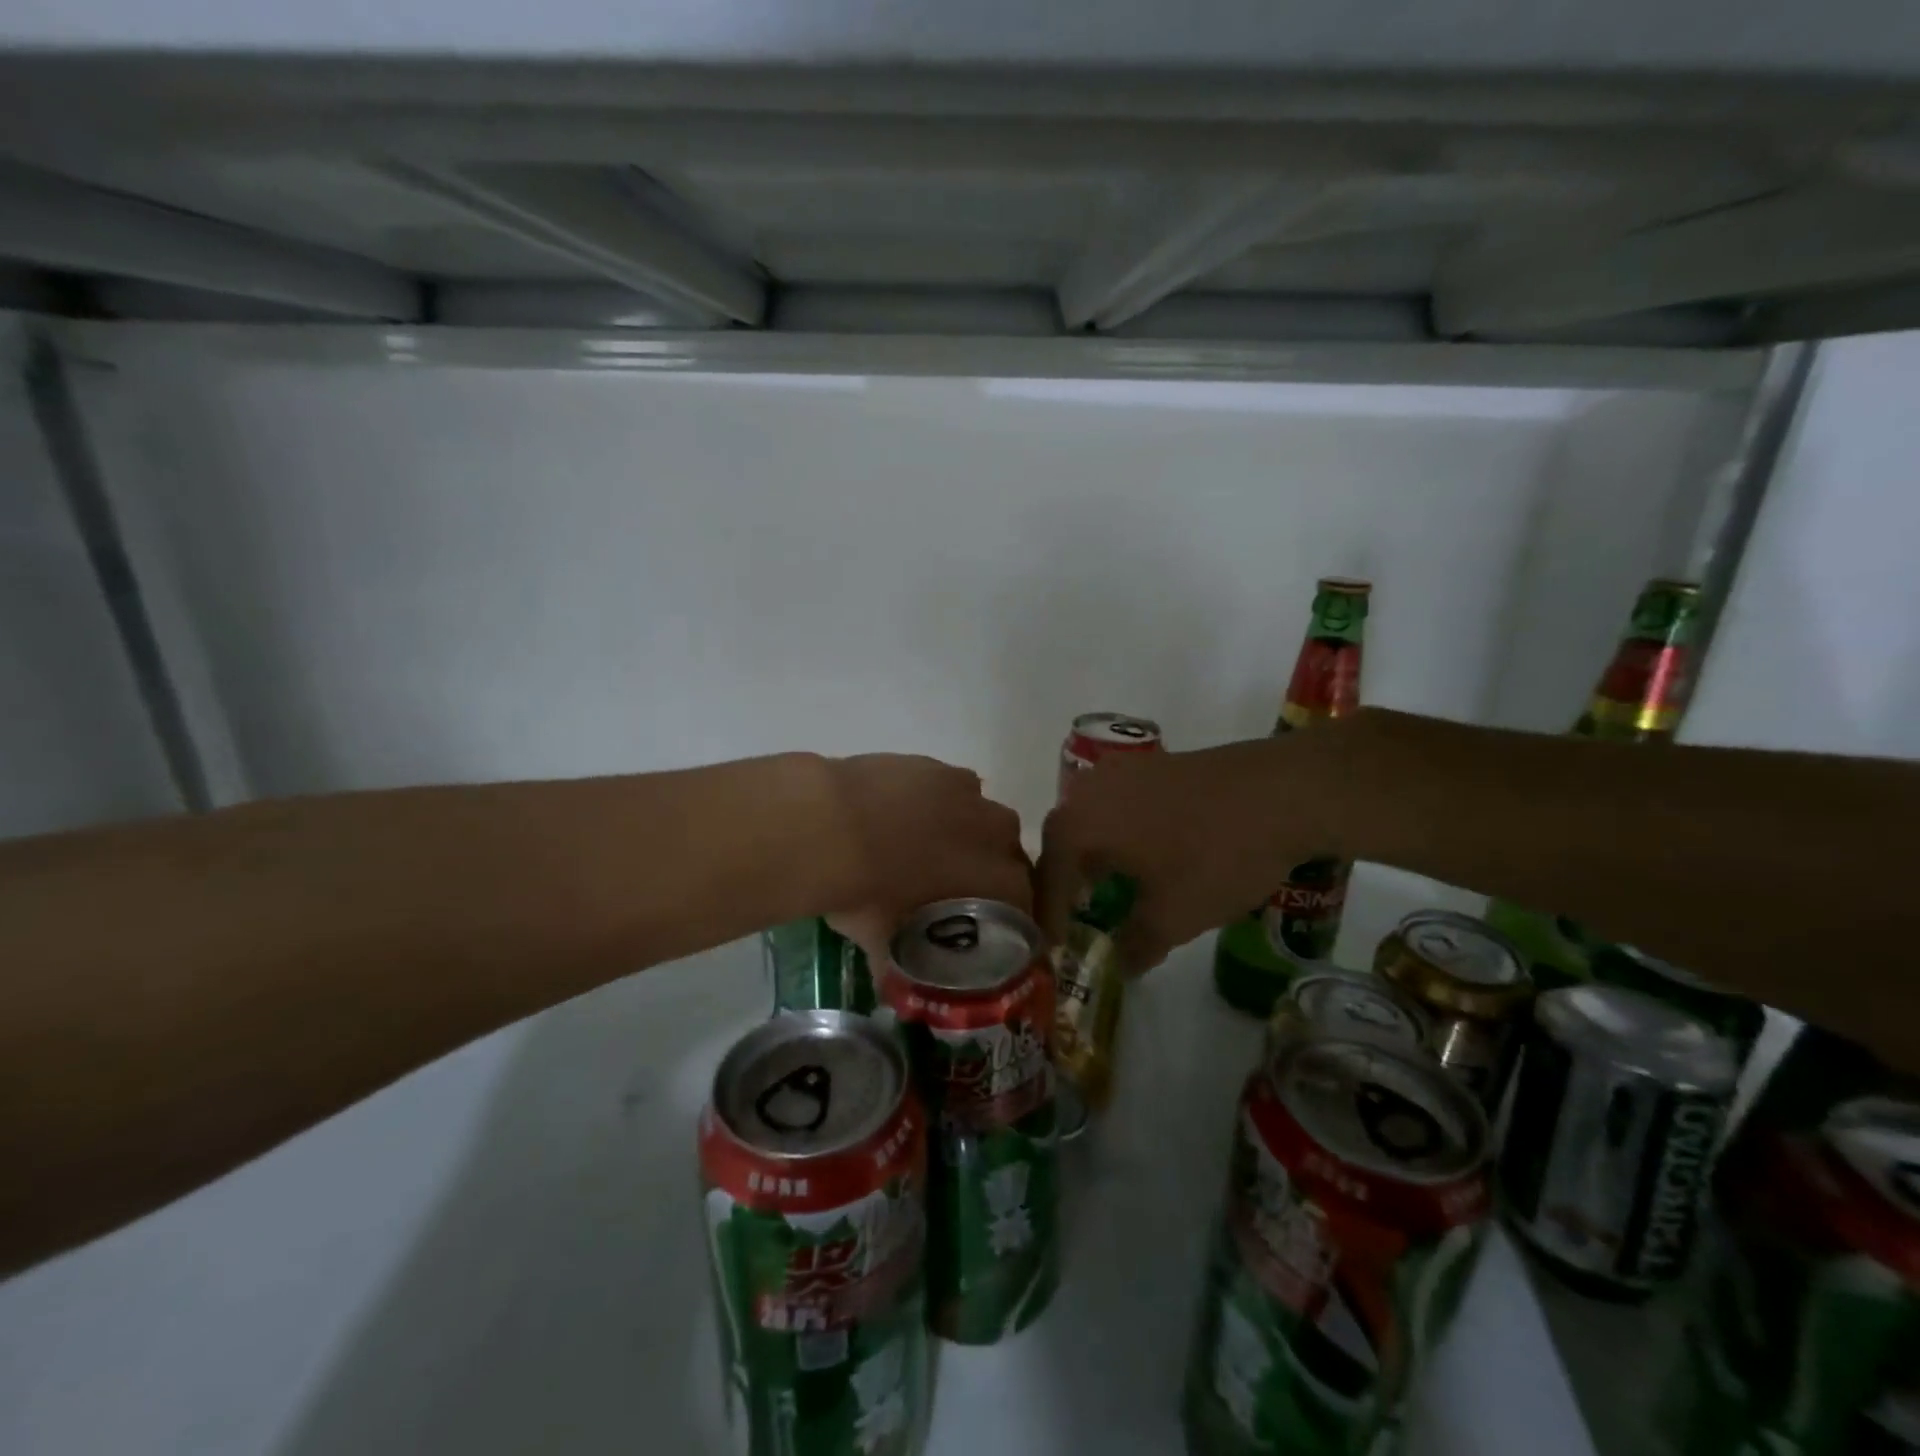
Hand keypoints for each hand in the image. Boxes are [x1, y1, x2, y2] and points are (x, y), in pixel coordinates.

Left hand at [816, 754, 1031, 959]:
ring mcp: (967, 794)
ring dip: (969, 831)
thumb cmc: (865, 892)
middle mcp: (994, 833)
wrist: (830, 825)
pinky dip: (941, 802)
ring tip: (931, 844)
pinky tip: (910, 812)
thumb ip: (896, 961)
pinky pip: (955, 788)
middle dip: (992, 869)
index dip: (1008, 913)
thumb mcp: (881, 939)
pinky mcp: (937, 767)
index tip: (988, 924)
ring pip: (983, 816)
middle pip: (1009, 853)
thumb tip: (889, 981)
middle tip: (958, 885)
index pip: (1022, 900)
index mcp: (994, 879)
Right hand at [1035, 731, 1349, 972]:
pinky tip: (1143, 860)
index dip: (1051, 919)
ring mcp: (1121, 772)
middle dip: (1068, 886)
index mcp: (1077, 825)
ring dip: (1093, 859)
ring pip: (1090, 823)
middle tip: (1078, 922)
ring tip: (1108, 894)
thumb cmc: (1215, 856)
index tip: (1056, 950)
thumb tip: (1120, 964)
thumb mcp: (1173, 916)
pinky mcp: (1152, 766)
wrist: (1282, 792)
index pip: (1048, 880)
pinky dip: (1119, 837)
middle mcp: (1087, 791)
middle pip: (1063, 845)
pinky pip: (1118, 807)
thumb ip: (1136, 945)